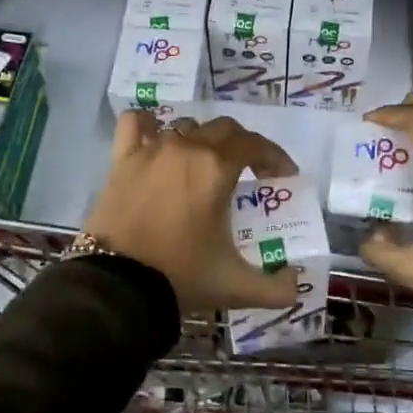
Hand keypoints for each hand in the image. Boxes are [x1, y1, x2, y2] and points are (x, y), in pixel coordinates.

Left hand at [85, 113, 301, 310]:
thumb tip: (296, 285)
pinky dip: (148, 125)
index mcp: (217, 169)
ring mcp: (151, 150)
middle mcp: (186, 148)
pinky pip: (134, 124)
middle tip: (249, 173)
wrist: (117, 285)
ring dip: (202, 140)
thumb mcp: (236, 287)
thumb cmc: (181, 276)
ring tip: (205, 165)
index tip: (282, 177)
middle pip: (224, 129)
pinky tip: (155, 140)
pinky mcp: (121, 160)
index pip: (255, 144)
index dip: (275, 157)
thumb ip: (276, 289)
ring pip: (185, 127)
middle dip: (243, 146)